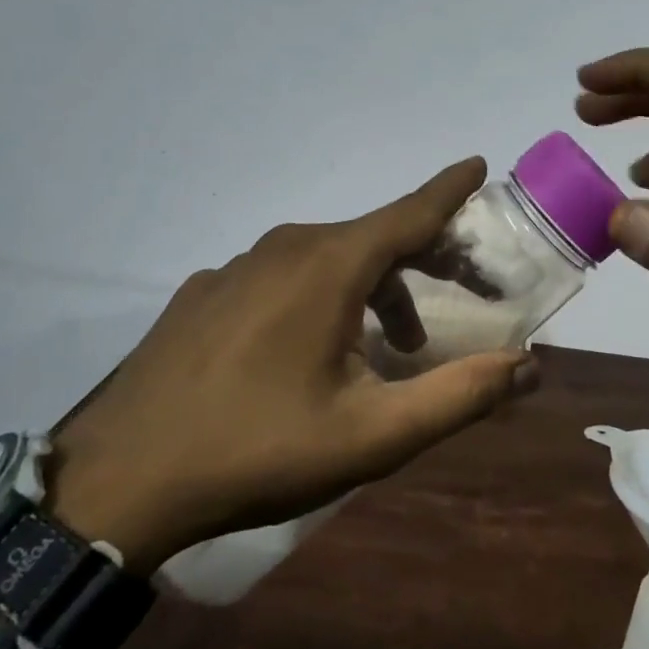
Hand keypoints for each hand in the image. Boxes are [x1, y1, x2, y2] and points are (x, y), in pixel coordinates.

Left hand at [46, 160, 536, 573]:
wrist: (119, 483)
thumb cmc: (259, 450)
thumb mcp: (374, 434)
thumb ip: (459, 395)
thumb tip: (528, 365)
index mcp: (330, 266)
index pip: (409, 212)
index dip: (450, 190)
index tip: (479, 164)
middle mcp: (286, 247)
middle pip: (375, 236)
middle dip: (429, 256)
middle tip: (468, 288)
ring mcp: (238, 266)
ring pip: (328, 257)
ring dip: (376, 287)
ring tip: (394, 345)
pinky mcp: (206, 292)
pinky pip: (283, 276)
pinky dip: (321, 295)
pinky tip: (311, 348)